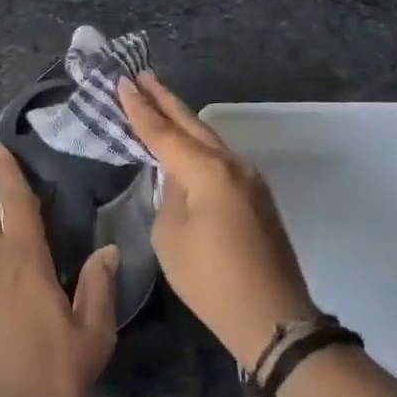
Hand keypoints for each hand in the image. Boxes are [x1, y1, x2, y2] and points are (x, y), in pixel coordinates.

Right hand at [120, 73, 317, 369]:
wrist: (273, 319)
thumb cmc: (211, 280)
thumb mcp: (171, 237)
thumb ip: (169, 196)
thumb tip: (177, 181)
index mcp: (207, 171)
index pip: (164, 133)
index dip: (140, 109)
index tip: (123, 82)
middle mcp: (231, 165)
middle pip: (192, 124)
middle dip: (165, 100)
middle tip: (142, 77)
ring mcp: (249, 179)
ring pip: (209, 138)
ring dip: (183, 120)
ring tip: (159, 100)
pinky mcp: (257, 196)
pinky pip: (220, 158)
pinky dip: (198, 144)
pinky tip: (185, 143)